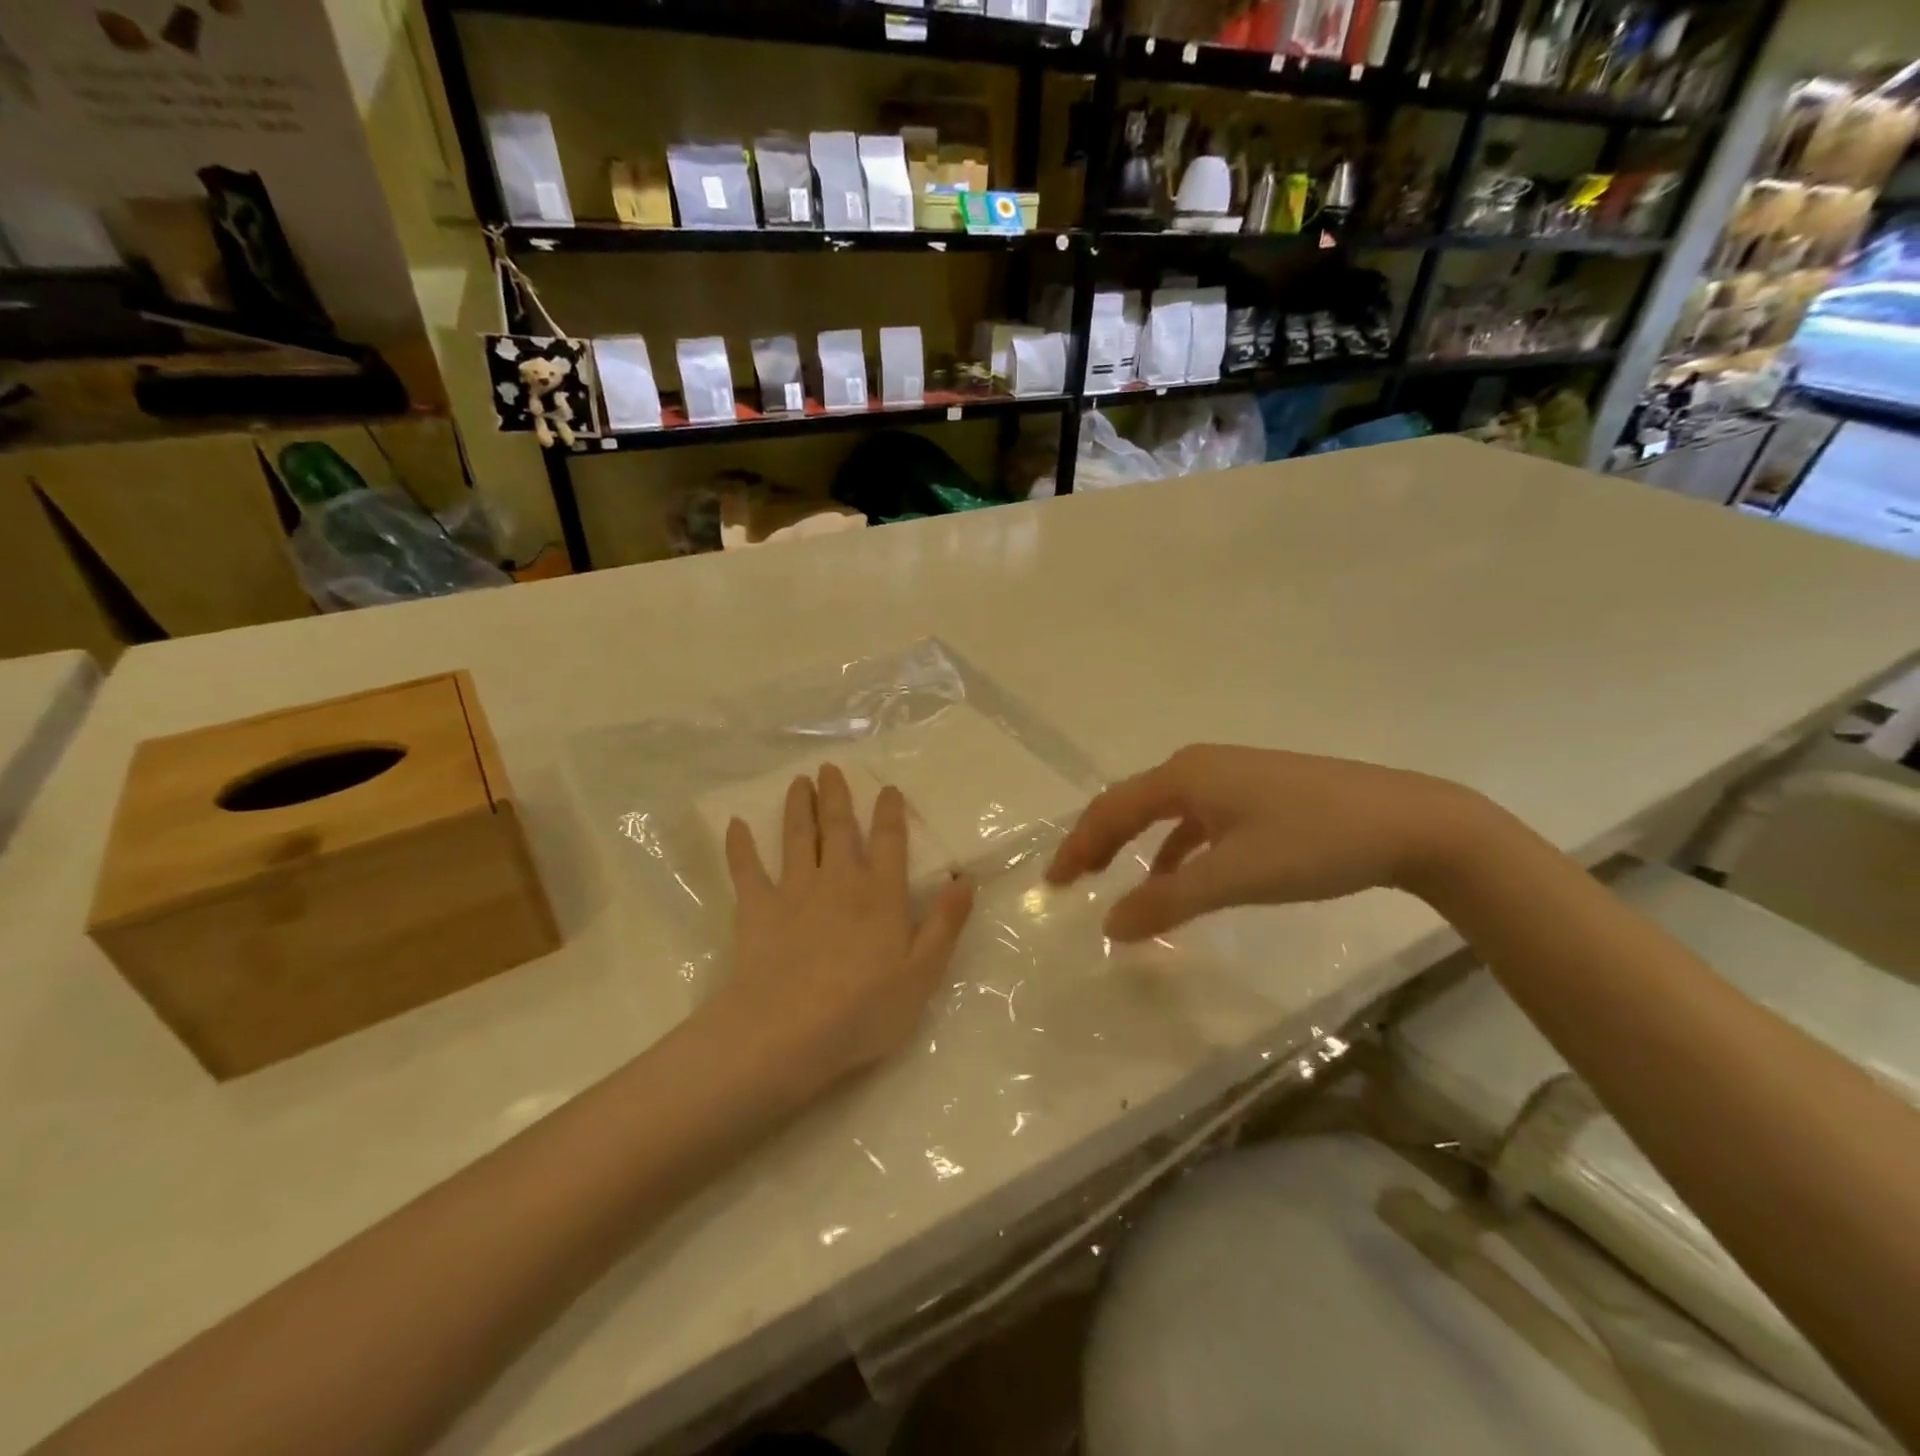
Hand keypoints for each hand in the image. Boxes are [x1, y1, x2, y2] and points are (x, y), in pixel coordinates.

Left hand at [718, 764, 973, 1090]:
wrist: (788, 1032)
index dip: (890, 813)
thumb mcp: (922, 973)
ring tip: (799, 782)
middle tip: (829, 768)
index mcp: (880, 894)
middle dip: (837, 796)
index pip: (890, 842)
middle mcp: (838, 881)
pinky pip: (746, 869)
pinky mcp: (756, 909)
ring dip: (798, 807)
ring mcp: (794, 891)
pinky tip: (735, 824)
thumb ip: (945, 923)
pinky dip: (740, 846)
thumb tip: (966, 879)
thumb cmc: (864, 1009)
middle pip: (839, 828)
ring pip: (797, 837)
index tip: (888, 788)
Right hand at [1046, 744, 1484, 941]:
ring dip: (1134, 843)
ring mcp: (1232, 776)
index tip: (1054, 884)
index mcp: (1185, 775)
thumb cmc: (1314, 843)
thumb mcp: (1235, 877)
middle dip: (1098, 840)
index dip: (1079, 845)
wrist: (1410, 822)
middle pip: (1131, 803)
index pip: (1112, 809)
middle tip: (1071, 879)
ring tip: (1114, 879)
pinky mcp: (1258, 793)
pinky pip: (1197, 817)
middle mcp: (1200, 766)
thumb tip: (1109, 926)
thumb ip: (1168, 901)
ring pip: (1164, 810)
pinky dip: (1175, 846)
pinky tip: (1180, 874)